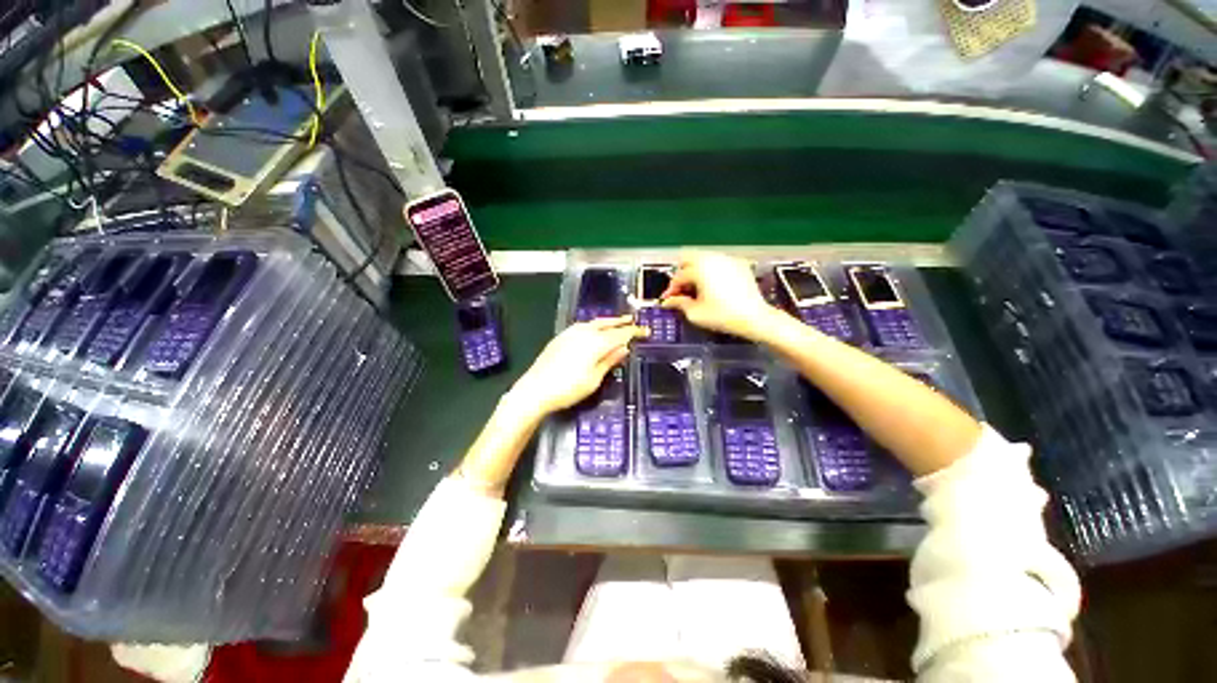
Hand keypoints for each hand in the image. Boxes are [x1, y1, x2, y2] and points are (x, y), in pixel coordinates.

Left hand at [508, 316, 645, 416]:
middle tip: (633, 320)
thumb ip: (609, 361)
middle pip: (607, 323)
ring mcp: (570, 333)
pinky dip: (594, 325)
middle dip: (621, 322)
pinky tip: (594, 330)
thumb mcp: (594, 379)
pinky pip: (583, 326)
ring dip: (607, 322)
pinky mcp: (561, 337)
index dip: (635, 332)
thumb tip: (624, 348)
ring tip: (616, 322)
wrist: (535, 389)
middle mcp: (584, 332)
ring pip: (594, 323)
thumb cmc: (568, 389)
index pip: (621, 334)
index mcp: (596, 343)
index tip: (646, 331)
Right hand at [660, 253, 777, 339]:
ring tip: (696, 288)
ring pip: (703, 257)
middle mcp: (713, 259)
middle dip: (681, 273)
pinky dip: (710, 270)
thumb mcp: (696, 313)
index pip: (679, 276)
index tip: (668, 299)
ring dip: (695, 270)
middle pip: (688, 257)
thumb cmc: (724, 316)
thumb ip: (679, 303)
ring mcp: (727, 259)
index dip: (671, 289)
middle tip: (681, 288)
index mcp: (700, 269)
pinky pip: (718, 261)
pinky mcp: (739, 264)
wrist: (755, 318)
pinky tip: (712, 285)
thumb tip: (669, 301)